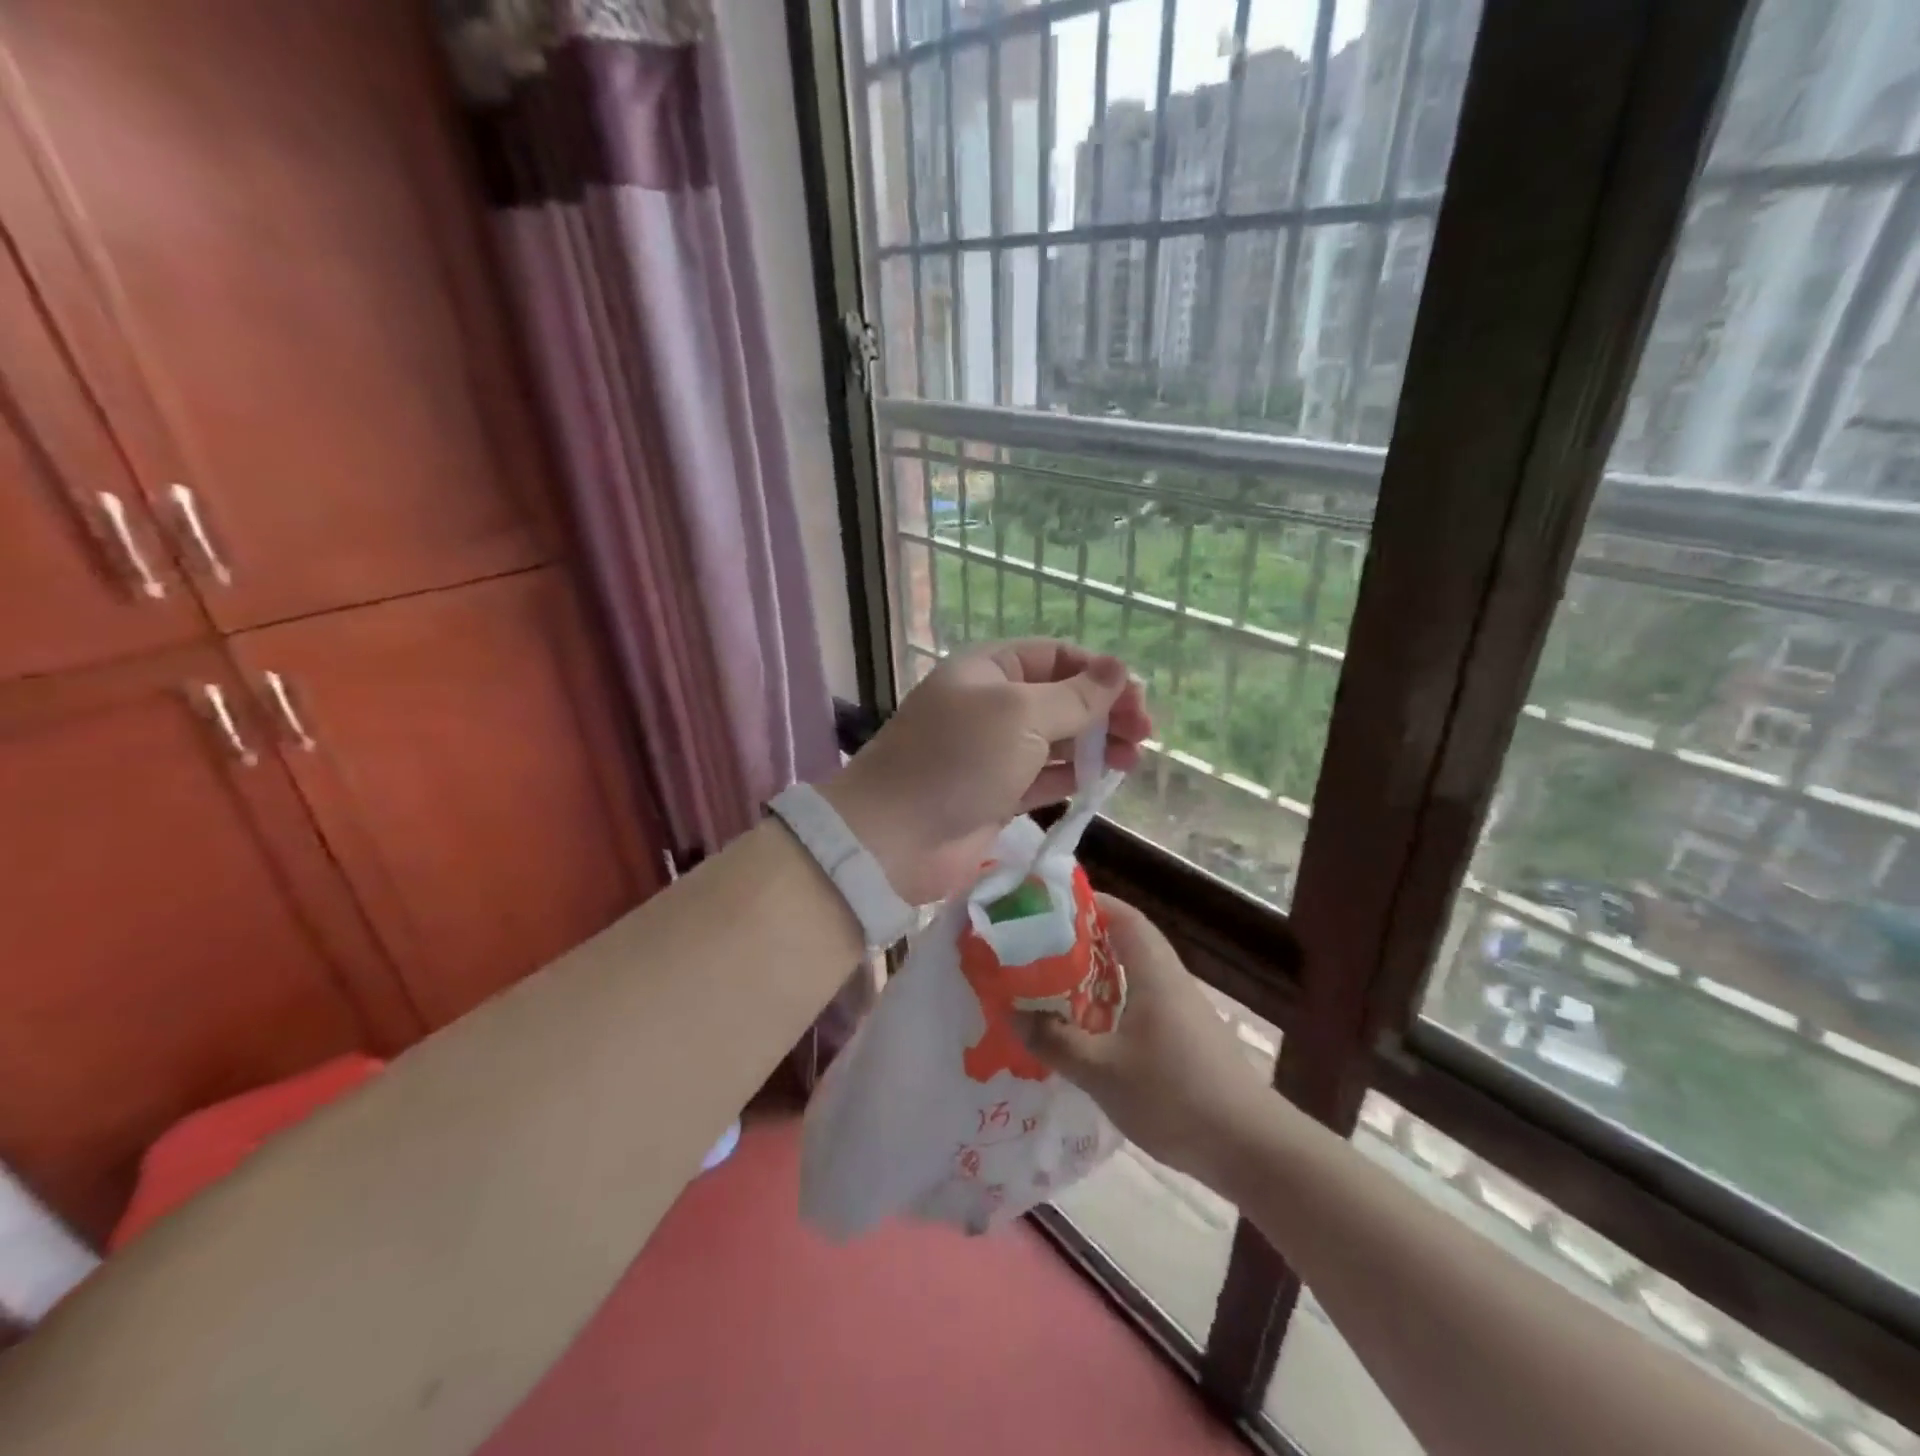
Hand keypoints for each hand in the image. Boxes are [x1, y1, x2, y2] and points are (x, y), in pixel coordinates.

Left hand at [821, 640, 1150, 904]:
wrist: (895, 837)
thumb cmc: (959, 759)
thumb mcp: (1021, 714)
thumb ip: (1075, 696)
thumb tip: (1119, 670)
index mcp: (988, 670)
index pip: (1054, 657)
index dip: (1098, 672)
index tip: (1136, 698)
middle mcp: (990, 705)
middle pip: (1059, 698)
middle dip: (1103, 710)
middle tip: (1143, 733)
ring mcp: (992, 753)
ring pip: (1055, 740)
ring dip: (1095, 744)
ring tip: (1133, 758)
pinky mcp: (996, 795)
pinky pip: (1044, 777)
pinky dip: (1074, 776)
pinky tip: (1104, 779)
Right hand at [1019, 895, 1272, 1184]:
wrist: (1250, 1147)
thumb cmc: (1173, 1095)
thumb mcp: (1102, 1071)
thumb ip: (1056, 1041)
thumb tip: (1012, 1015)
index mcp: (1153, 972)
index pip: (1122, 915)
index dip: (1088, 903)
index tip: (1048, 906)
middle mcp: (1170, 981)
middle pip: (1126, 941)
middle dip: (1083, 940)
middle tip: (1038, 948)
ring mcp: (1182, 1010)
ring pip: (1133, 975)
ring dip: (1096, 975)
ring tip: (1053, 986)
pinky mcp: (1186, 1038)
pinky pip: (1141, 1003)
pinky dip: (1111, 1004)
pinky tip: (1088, 1031)